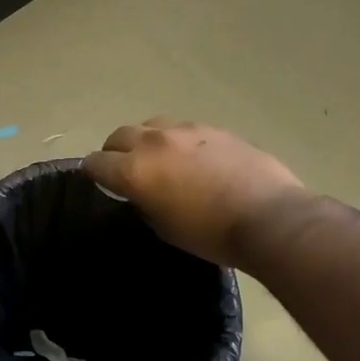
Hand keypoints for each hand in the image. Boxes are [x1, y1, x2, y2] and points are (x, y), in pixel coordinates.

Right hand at [84, 118, 309, 268]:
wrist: (268, 217)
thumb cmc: (210, 234)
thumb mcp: (164, 228)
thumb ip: (144, 203)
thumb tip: (142, 193)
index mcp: (134, 170)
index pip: (96, 162)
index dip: (91, 172)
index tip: (95, 180)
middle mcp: (154, 142)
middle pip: (119, 136)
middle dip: (115, 151)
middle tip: (124, 169)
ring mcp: (187, 130)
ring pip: (151, 126)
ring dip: (146, 141)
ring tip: (159, 160)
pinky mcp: (215, 128)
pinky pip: (184, 129)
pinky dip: (178, 142)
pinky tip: (193, 159)